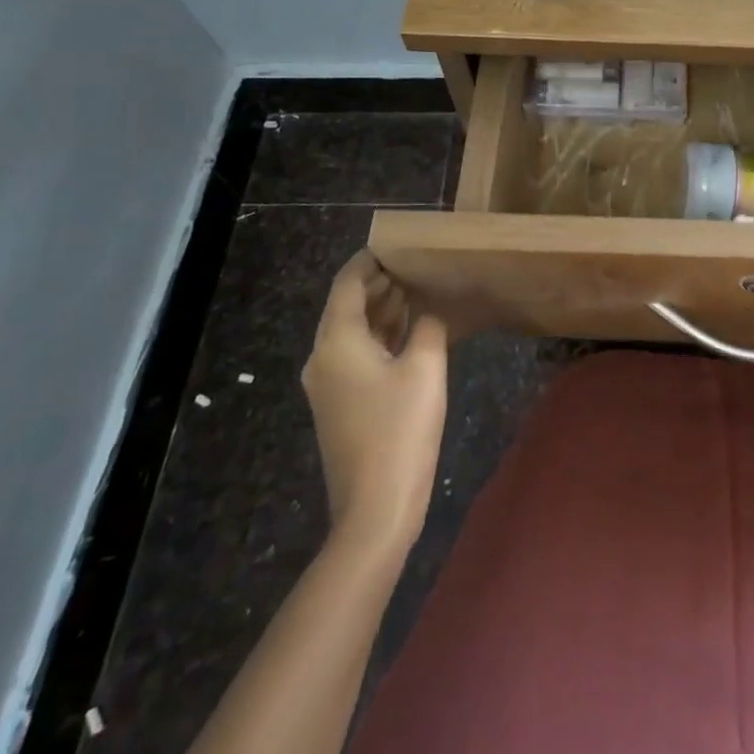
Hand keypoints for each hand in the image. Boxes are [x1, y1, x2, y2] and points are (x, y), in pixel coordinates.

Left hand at [302, 251, 447, 552]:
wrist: (375, 509)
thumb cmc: (400, 431)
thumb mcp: (425, 368)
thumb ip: (428, 327)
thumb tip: (430, 311)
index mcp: (337, 342)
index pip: (347, 284)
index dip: (369, 261)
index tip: (395, 244)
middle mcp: (323, 358)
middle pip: (346, 307)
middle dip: (378, 284)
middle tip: (414, 265)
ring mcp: (328, 385)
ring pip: (352, 332)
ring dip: (380, 311)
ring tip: (416, 291)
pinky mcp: (339, 405)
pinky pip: (356, 356)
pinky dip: (379, 337)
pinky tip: (409, 332)